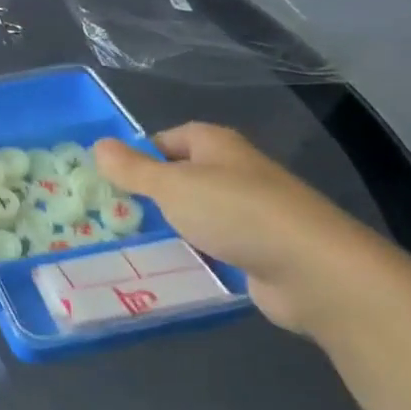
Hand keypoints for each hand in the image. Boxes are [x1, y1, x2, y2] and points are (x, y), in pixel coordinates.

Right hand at [92, 124, 383, 332]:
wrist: (312, 270)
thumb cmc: (236, 212)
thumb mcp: (172, 186)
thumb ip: (133, 169)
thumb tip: (98, 145)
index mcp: (216, 146)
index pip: (168, 138)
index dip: (138, 154)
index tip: (108, 179)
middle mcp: (234, 172)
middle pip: (181, 177)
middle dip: (148, 194)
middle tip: (109, 214)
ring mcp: (250, 212)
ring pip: (195, 214)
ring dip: (168, 227)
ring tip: (127, 244)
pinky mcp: (257, 250)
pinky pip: (212, 246)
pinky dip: (191, 254)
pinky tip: (166, 268)